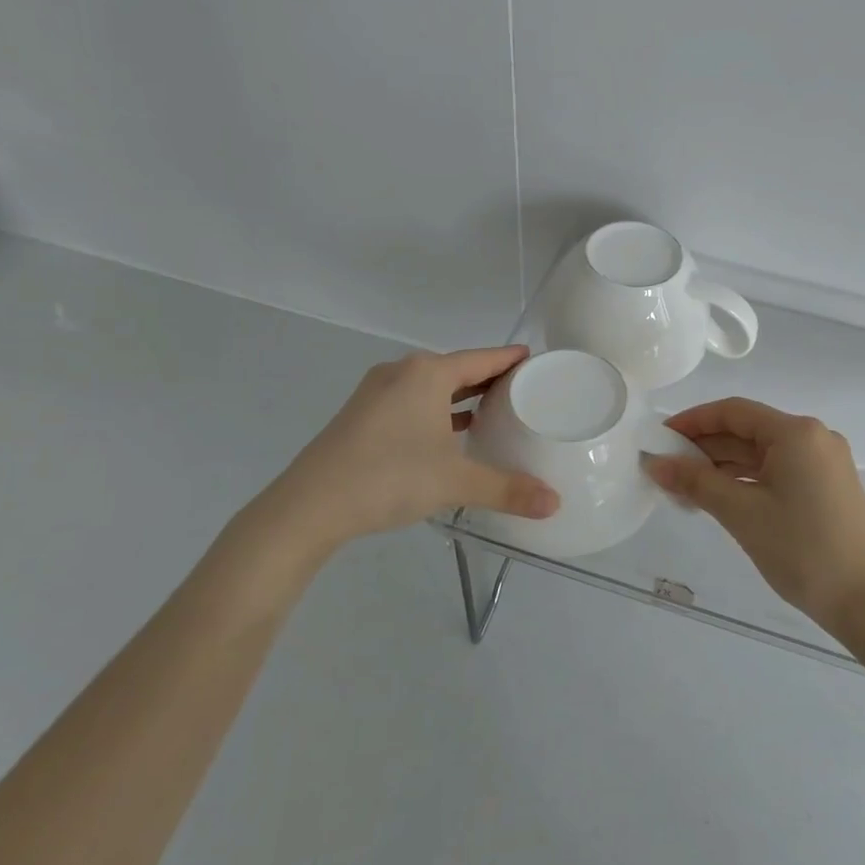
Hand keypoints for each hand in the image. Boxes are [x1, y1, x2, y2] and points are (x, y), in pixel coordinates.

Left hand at [251, 347, 559, 552]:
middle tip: (524, 391)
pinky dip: (436, 410)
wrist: (309, 505)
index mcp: (428, 373)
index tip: (537, 361)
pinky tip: (449, 433)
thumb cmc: (389, 477)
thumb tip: (555, 504)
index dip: (512, 359)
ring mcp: (377, 393)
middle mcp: (402, 372)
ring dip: (461, 396)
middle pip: (458, 368)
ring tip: (494, 411)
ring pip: (431, 386)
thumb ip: (507, 489)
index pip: (483, 358)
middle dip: (490, 378)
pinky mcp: (362, 415)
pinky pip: (412, 402)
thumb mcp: (455, 482)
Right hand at [645, 398, 864, 630]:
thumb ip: (695, 482)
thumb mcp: (741, 512)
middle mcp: (813, 437)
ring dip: (723, 467)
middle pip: (748, 431)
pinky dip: (747, 480)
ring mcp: (824, 463)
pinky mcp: (827, 486)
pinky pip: (778, 471)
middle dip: (705, 448)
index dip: (693, 421)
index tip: (660, 438)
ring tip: (684, 489)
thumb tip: (654, 463)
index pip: (734, 412)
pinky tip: (719, 498)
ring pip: (762, 454)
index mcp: (796, 432)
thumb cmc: (801, 549)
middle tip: (666, 468)